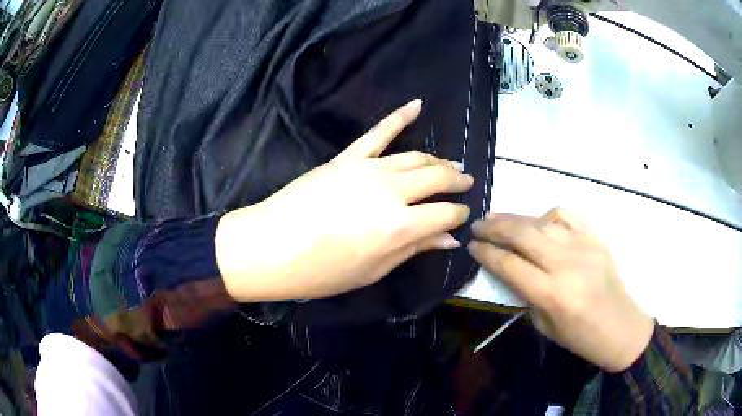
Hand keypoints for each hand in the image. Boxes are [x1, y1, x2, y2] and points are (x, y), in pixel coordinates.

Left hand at [216, 100, 472, 301]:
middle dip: (456, 180)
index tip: (462, 217)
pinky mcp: (347, 158)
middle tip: (467, 183)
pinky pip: (377, 132)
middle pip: (436, 177)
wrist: (270, 247)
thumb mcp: (373, 270)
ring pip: (415, 156)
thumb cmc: (321, 272)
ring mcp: (368, 168)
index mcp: (400, 226)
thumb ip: (414, 249)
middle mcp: (391, 191)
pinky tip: (417, 105)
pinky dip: (399, 117)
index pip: (445, 213)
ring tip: (452, 164)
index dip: (458, 215)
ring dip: (438, 159)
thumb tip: (450, 239)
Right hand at [468, 208, 653, 371]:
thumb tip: (510, 270)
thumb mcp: (544, 326)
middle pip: (522, 234)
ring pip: (542, 221)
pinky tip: (539, 221)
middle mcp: (565, 264)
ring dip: (516, 218)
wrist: (619, 325)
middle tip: (477, 225)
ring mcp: (582, 246)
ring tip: (498, 218)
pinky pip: (567, 215)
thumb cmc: (579, 336)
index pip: (509, 264)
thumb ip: (525, 295)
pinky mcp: (594, 237)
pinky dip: (548, 215)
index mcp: (551, 293)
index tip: (471, 246)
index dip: (486, 253)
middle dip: (494, 227)